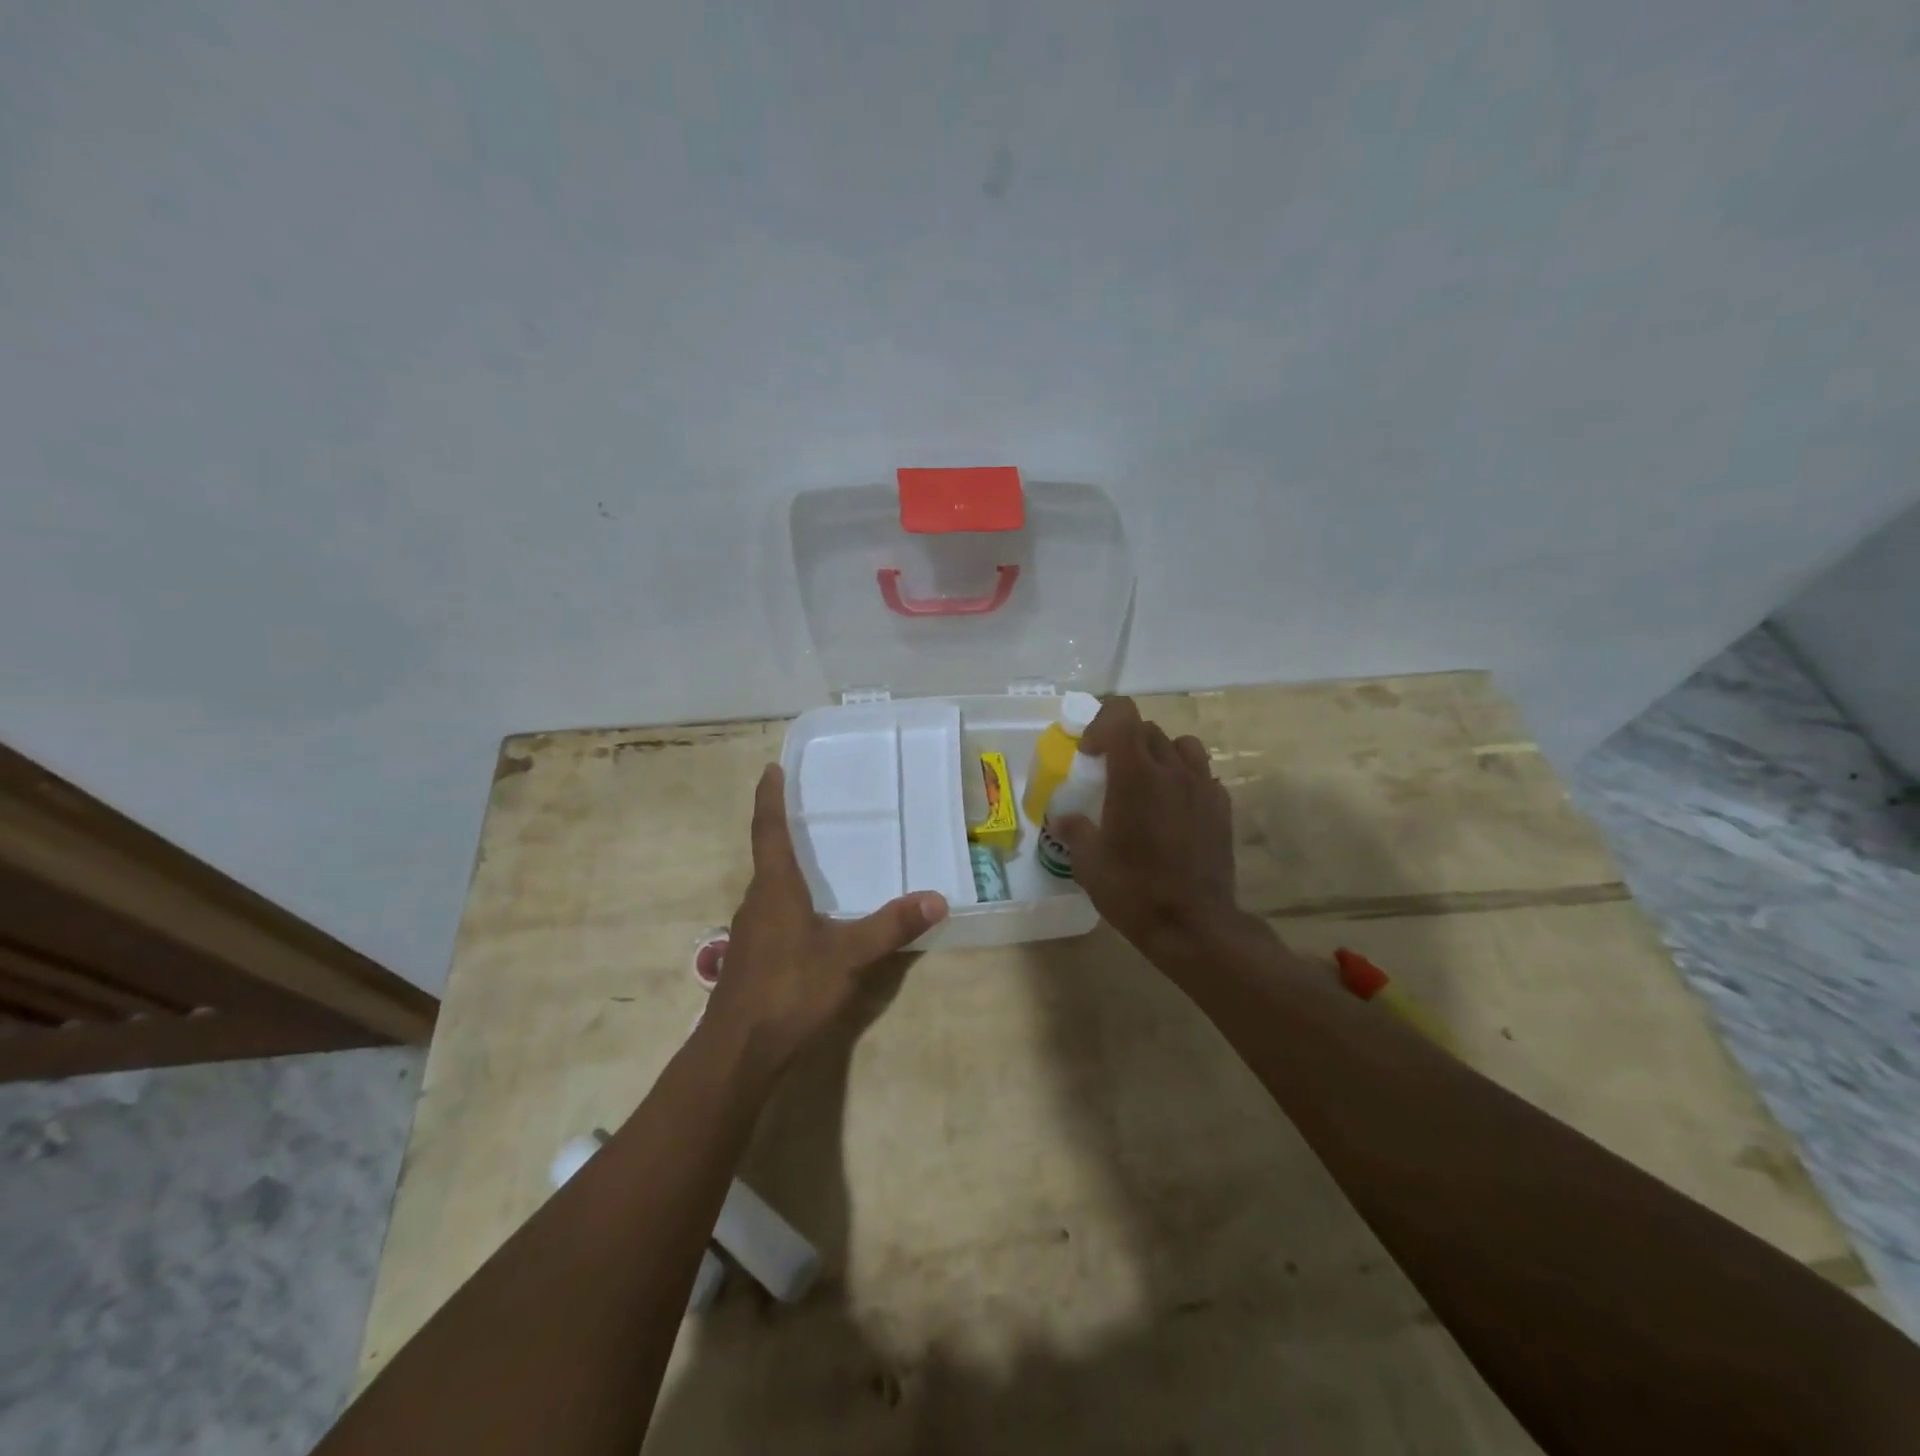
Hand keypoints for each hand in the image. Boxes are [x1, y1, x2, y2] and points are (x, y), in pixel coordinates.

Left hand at [704, 765, 947, 1078]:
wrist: (738, 1052)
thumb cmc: (789, 990)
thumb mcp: (848, 956)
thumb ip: (891, 927)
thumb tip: (937, 898)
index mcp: (775, 888)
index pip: (768, 830)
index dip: (769, 798)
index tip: (769, 769)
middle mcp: (757, 901)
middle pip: (767, 856)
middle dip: (783, 830)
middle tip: (807, 809)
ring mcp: (750, 932)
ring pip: (769, 888)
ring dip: (786, 868)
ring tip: (816, 859)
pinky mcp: (751, 957)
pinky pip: (772, 913)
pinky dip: (789, 900)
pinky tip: (811, 918)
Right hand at [1055, 698, 1269, 962]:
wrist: (1195, 925)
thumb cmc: (1135, 891)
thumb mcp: (1089, 864)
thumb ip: (1075, 831)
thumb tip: (1065, 819)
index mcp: (1136, 775)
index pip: (1122, 714)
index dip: (1100, 724)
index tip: (1089, 755)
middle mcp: (1172, 770)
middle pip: (1147, 729)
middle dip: (1124, 741)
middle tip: (1109, 774)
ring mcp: (1203, 786)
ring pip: (1181, 744)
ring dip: (1159, 753)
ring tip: (1147, 783)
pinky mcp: (1222, 806)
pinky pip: (1201, 773)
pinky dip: (1183, 778)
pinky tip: (1173, 809)